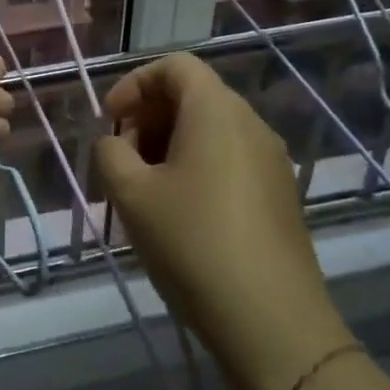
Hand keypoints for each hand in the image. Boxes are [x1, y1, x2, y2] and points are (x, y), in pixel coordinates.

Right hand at [93, 53, 351, 389]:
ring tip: (143, 190)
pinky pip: (229, 159)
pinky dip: (195, 167)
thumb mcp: (131, 195)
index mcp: (217, 112)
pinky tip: (177, 213)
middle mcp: (252, 125)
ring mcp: (272, 162)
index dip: (134, 84)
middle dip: (148, 117)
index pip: (175, 66)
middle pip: (193, 95)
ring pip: (210, 130)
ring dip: (168, 145)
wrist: (272, 323)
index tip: (111, 121)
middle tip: (121, 159)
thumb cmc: (193, 244)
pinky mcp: (279, 196)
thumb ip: (110, 153)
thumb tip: (115, 144)